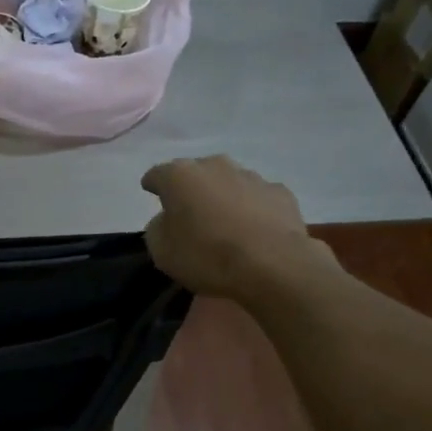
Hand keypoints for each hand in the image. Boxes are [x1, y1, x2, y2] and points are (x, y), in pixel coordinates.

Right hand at [140, 155, 335, 298]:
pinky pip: (256, 198)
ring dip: (222, 197)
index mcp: (180, 176)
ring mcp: (251, 176)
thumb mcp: (162, 251)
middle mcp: (215, 166)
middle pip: (195, 173)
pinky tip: (253, 230)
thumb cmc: (206, 256)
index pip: (157, 174)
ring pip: (228, 182)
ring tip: (223, 224)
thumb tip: (167, 220)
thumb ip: (158, 229)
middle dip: (190, 189)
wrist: (272, 264)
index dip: (153, 185)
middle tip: (188, 213)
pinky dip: (251, 209)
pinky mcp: (280, 192)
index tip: (152, 194)